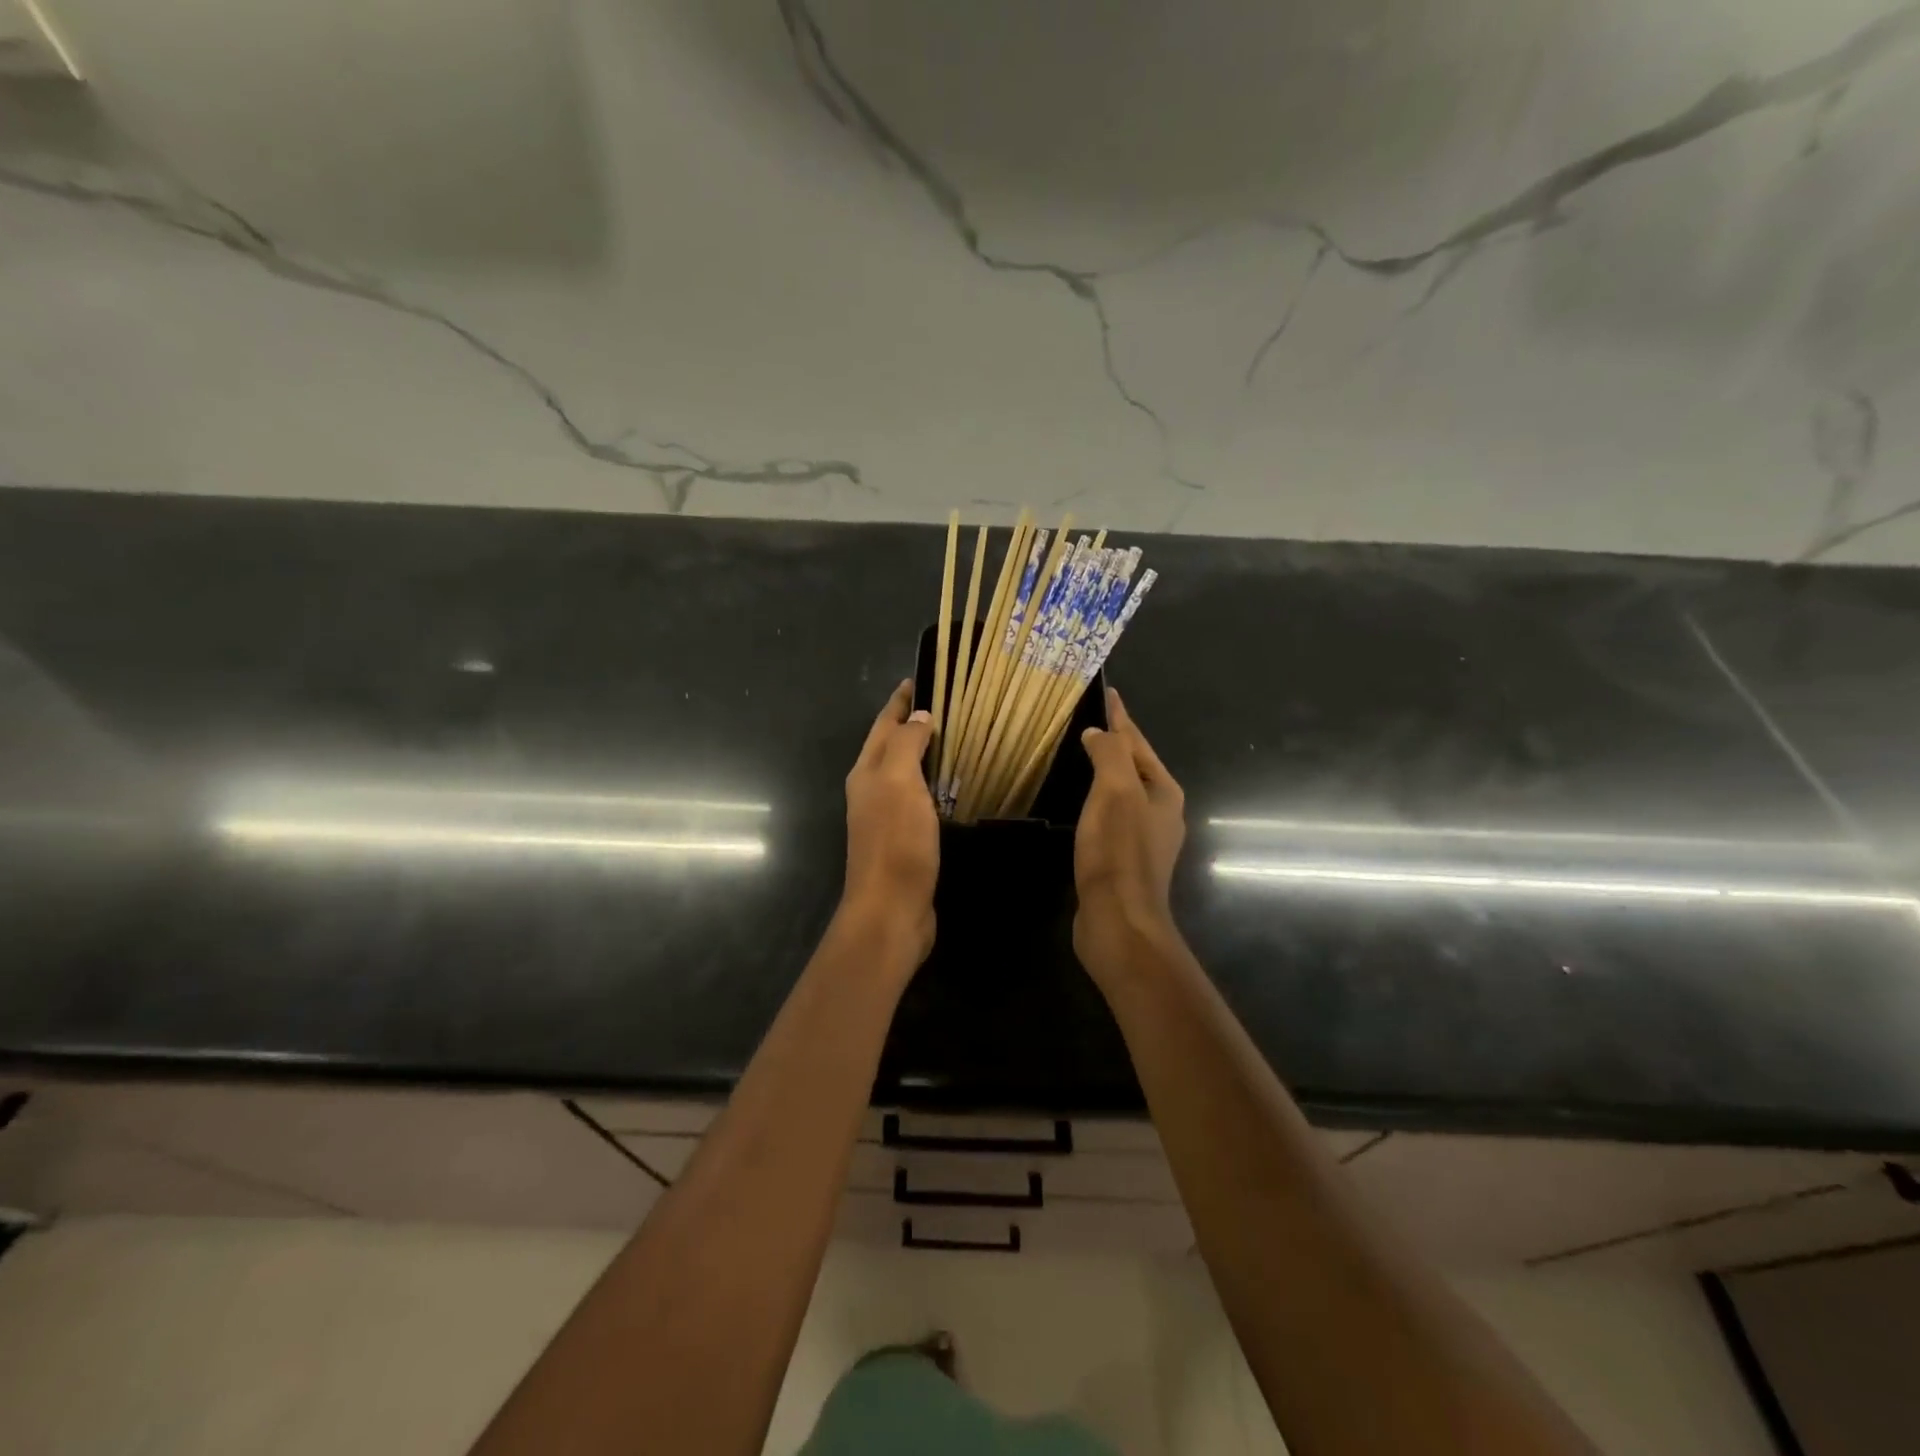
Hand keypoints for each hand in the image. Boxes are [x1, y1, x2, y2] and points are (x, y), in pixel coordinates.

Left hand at [841, 680, 938, 961]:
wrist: (892, 909)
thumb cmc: (895, 842)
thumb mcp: (898, 782)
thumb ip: (906, 745)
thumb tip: (920, 717)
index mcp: (867, 772)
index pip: (883, 725)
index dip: (899, 702)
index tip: (919, 678)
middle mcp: (871, 790)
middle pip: (891, 746)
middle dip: (912, 723)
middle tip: (947, 705)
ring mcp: (886, 817)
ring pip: (906, 773)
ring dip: (925, 754)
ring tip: (956, 738)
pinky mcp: (905, 839)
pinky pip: (920, 798)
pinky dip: (935, 784)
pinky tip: (955, 786)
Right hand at [1073, 688, 1185, 979]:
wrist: (1120, 920)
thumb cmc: (1119, 852)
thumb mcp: (1115, 792)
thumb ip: (1109, 755)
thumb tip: (1098, 733)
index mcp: (1164, 791)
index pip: (1138, 743)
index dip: (1121, 718)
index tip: (1109, 694)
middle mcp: (1160, 812)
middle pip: (1134, 766)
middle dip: (1116, 743)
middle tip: (1090, 722)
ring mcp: (1145, 838)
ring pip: (1123, 792)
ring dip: (1105, 773)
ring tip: (1082, 757)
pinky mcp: (1125, 860)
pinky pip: (1111, 816)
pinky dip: (1097, 800)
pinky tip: (1082, 804)